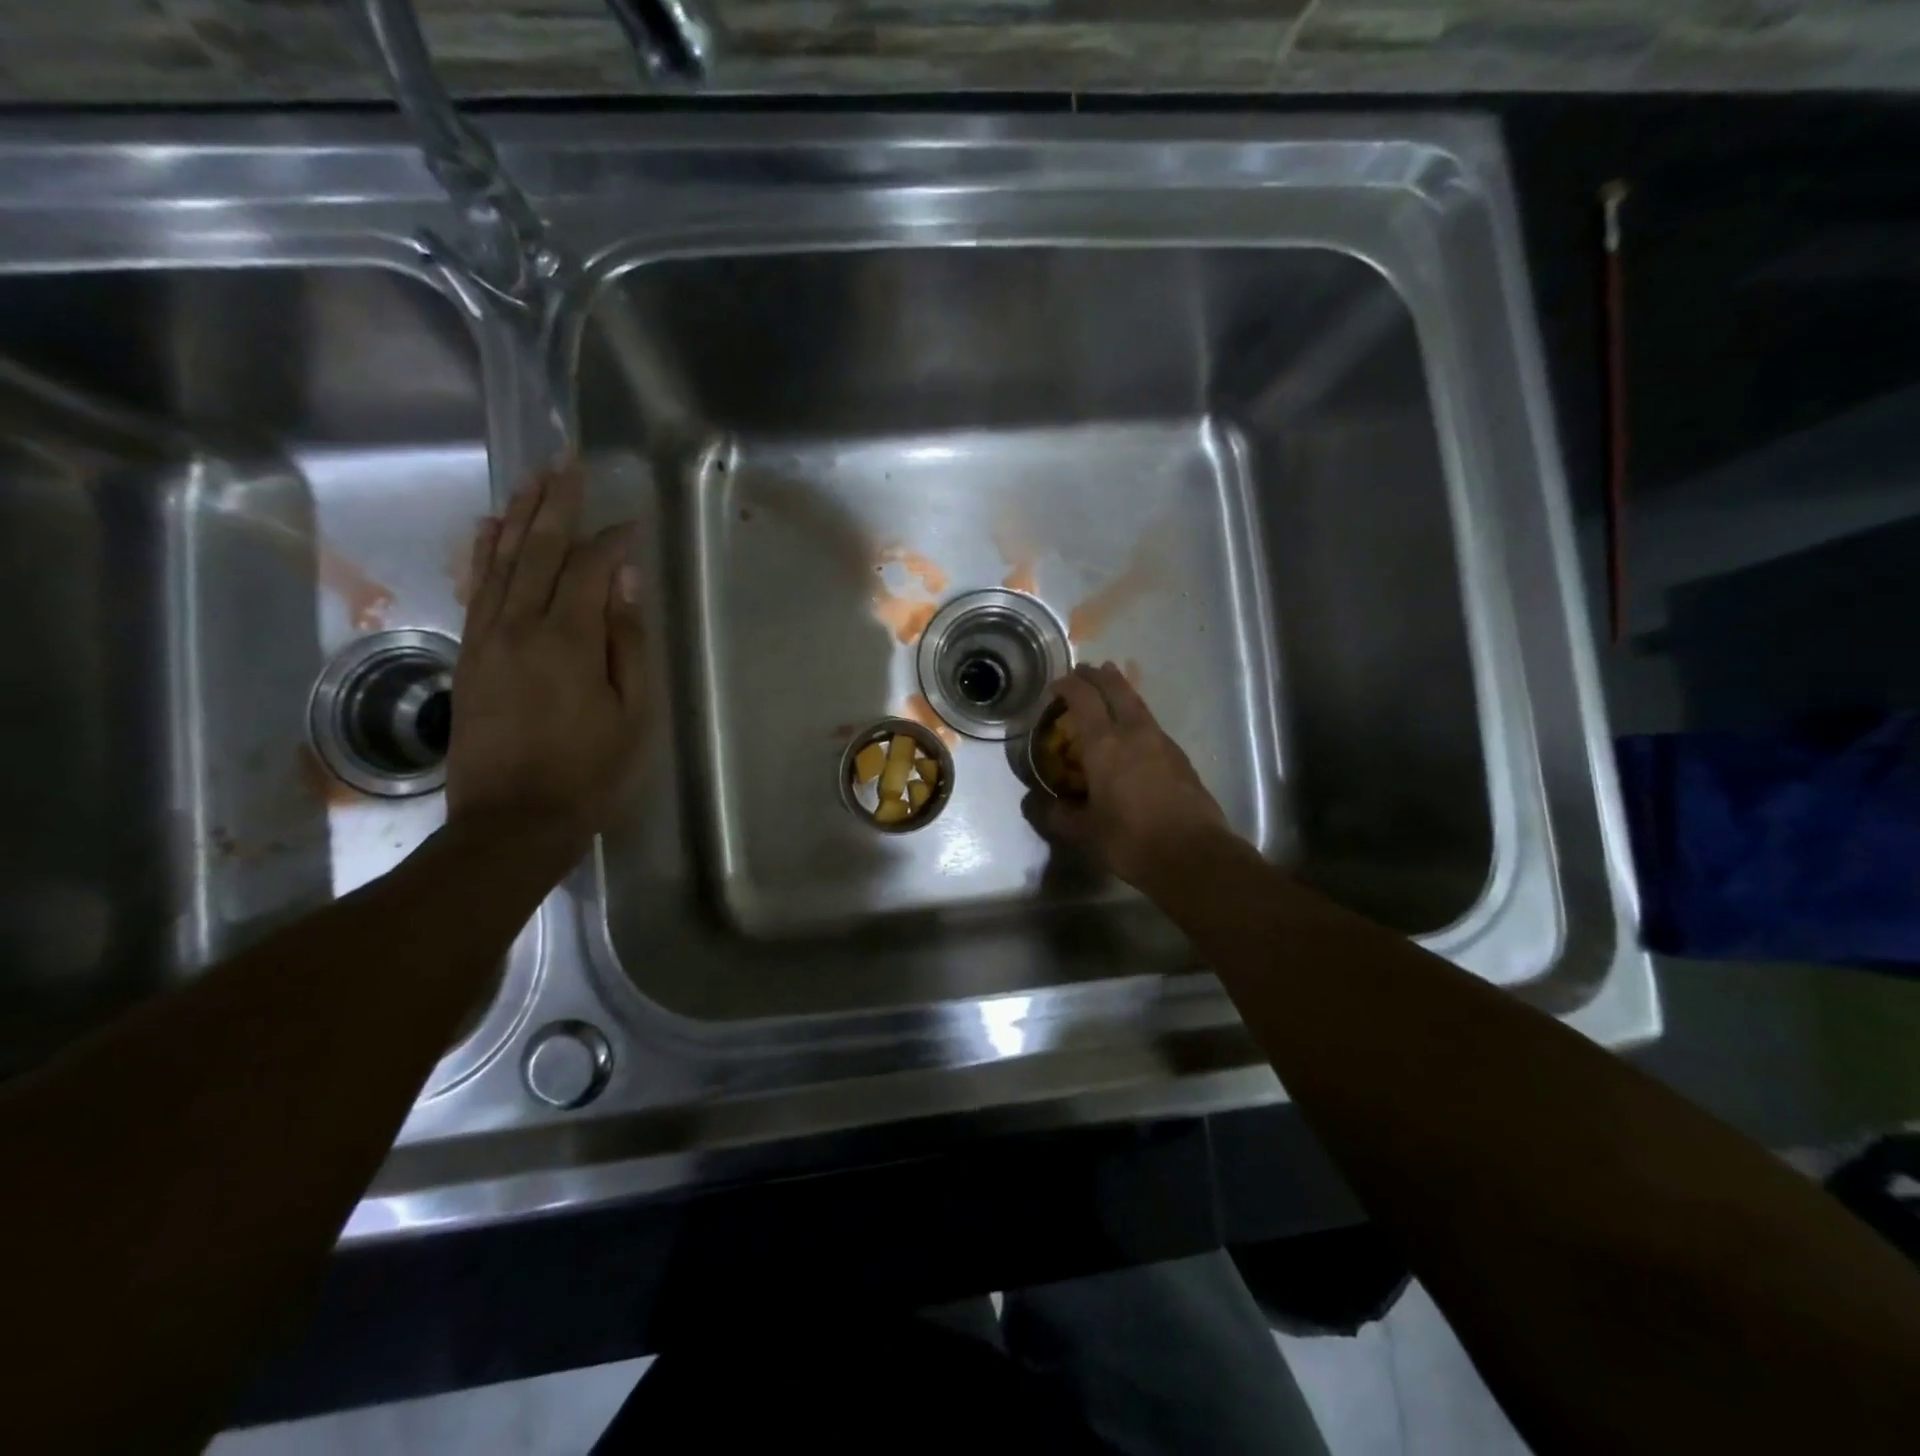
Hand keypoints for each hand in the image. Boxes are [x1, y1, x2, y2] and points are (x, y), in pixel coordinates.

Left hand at [446, 459, 646, 859]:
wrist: (513, 822)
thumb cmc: (590, 772)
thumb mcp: (631, 713)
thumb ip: (627, 642)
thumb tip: (623, 580)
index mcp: (567, 641)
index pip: (587, 568)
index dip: (611, 540)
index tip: (632, 521)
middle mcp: (518, 626)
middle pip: (537, 549)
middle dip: (556, 502)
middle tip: (567, 459)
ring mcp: (486, 638)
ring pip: (501, 561)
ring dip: (519, 515)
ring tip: (533, 477)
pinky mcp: (469, 655)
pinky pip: (476, 589)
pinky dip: (484, 552)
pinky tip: (492, 527)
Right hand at [1022, 662, 1230, 890]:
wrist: (1193, 855)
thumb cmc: (1131, 841)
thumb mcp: (1084, 833)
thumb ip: (1057, 816)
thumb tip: (1036, 804)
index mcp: (1105, 745)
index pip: (1083, 700)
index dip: (1068, 686)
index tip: (1056, 684)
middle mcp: (1133, 733)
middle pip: (1116, 689)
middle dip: (1097, 676)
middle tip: (1084, 669)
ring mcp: (1161, 742)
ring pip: (1137, 703)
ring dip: (1120, 690)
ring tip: (1110, 685)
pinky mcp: (1179, 757)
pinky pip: (1151, 723)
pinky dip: (1135, 714)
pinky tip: (1133, 730)